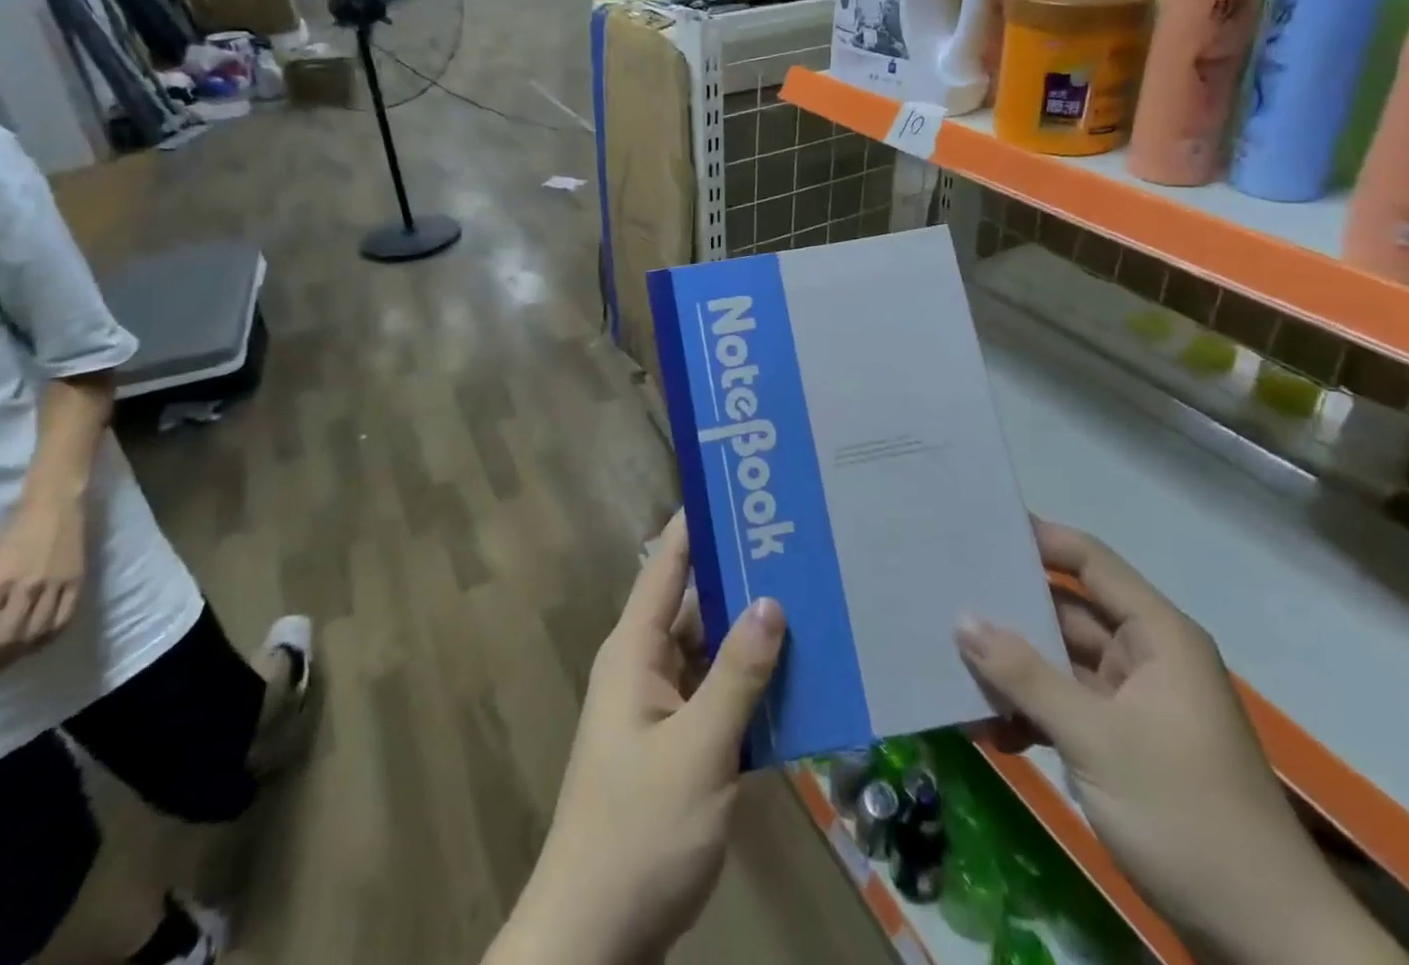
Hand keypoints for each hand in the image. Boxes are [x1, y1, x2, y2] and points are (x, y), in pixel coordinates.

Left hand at [0, 486, 85, 683]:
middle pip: (5, 639)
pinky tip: (35, 646)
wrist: (56, 504)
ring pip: (35, 633)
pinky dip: (48, 638)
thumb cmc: (10, 532)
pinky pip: (64, 618)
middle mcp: (27, 587)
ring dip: (14, 656)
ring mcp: (57, 584)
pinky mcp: (78, 580)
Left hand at [489, 512, 785, 964]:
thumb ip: (737, 675)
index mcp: (634, 650)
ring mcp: (661, 710)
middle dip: (743, 578)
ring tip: (813, 600)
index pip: (668, 565)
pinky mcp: (678, 748)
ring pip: (712, 653)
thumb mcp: (698, 750)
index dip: (698, 523)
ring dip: (753, 635)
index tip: (743, 489)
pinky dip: (752, 686)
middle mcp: (645, 667)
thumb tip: (771, 600)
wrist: (595, 943)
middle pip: (696, 605)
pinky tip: (800, 680)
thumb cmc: (639, 832)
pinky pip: (718, 697)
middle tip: (801, 546)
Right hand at [956, 521, 1403, 964]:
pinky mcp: (1123, 744)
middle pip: (1066, 612)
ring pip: (1058, 663)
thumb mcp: (1095, 738)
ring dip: (1012, 670)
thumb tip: (962, 619)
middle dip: (1009, 610)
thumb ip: (1025, 675)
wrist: (1267, 943)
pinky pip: (1064, 708)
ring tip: (951, 663)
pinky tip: (987, 729)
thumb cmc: (1186, 814)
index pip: (1090, 562)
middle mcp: (1145, 657)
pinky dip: (1029, 714)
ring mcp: (1133, 702)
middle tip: (944, 595)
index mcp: (1156, 636)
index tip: (979, 531)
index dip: (1039, 539)